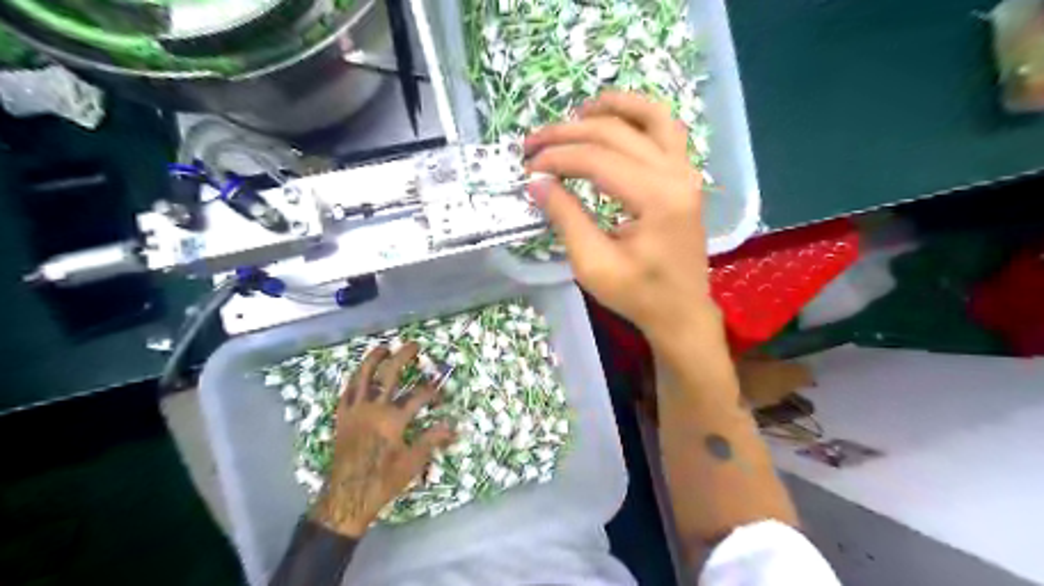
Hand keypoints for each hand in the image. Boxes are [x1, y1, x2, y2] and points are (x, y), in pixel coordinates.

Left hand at [312, 345, 456, 536]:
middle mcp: (373, 409)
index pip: (418, 396)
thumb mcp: (412, 462)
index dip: (433, 391)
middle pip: (389, 374)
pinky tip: (360, 373)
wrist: (347, 498)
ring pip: (362, 377)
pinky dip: (355, 379)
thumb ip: (432, 439)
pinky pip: (347, 392)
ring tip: (383, 347)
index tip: (442, 392)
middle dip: (403, 357)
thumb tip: (455, 426)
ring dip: (373, 359)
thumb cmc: (383, 481)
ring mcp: (355, 411)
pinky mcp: (342, 418)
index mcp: (392, 420)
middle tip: (413, 345)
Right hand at [526, 89, 722, 337]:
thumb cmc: (638, 295)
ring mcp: (687, 171)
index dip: (557, 158)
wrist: (681, 311)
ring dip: (611, 109)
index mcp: (657, 199)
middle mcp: (677, 174)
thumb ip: (566, 218)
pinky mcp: (686, 176)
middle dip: (568, 134)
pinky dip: (639, 116)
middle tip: (533, 144)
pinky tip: (615, 119)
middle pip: (616, 134)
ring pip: (650, 118)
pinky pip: (666, 130)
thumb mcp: (593, 264)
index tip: (528, 168)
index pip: (597, 160)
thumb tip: (536, 183)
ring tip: (576, 113)